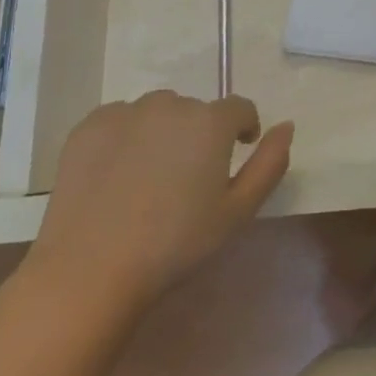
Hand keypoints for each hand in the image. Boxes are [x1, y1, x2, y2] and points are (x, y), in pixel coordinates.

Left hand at [23, 92, 292, 317]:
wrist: (90, 271)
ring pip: (157, 112)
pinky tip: (116, 176)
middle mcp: (171, 104)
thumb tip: (287, 126)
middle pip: (195, 111)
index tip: (235, 155)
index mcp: (210, 121)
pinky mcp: (89, 126)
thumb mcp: (237, 213)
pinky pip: (119, 120)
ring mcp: (126, 111)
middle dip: (198, 135)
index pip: (240, 108)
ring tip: (149, 178)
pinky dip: (124, 138)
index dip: (242, 130)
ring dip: (162, 132)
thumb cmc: (174, 245)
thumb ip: (270, 164)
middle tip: (186, 180)